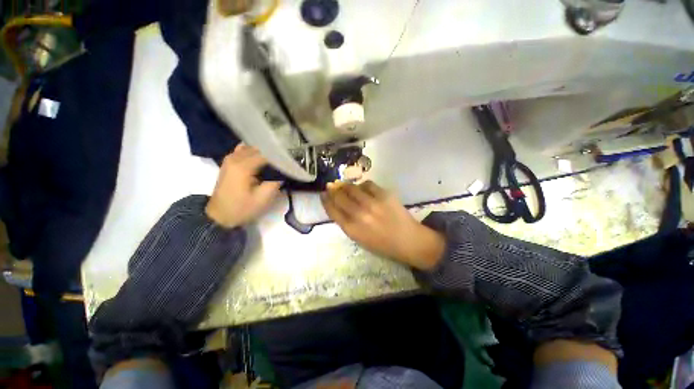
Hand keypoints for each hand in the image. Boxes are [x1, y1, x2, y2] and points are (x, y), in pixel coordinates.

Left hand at [205, 144, 282, 227]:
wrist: (219, 216)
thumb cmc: (242, 208)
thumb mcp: (263, 199)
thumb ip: (275, 182)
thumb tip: (283, 172)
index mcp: (243, 167)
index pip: (266, 154)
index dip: (279, 156)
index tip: (290, 160)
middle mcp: (235, 158)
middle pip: (258, 148)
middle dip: (273, 152)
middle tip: (286, 159)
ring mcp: (230, 159)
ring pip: (251, 147)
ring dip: (264, 151)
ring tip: (276, 158)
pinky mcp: (229, 162)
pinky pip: (243, 150)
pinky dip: (254, 152)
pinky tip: (262, 158)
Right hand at [321, 181, 444, 269]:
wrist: (408, 240)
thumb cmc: (382, 244)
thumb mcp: (359, 238)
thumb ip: (346, 222)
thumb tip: (336, 205)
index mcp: (352, 229)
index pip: (333, 210)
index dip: (326, 200)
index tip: (323, 194)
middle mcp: (360, 214)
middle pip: (340, 197)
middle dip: (333, 190)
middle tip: (331, 186)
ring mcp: (372, 203)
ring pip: (352, 188)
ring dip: (346, 186)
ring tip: (344, 185)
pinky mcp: (384, 195)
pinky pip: (368, 184)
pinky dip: (362, 185)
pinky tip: (362, 188)